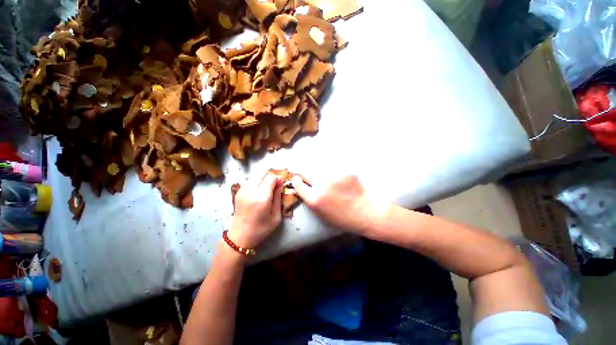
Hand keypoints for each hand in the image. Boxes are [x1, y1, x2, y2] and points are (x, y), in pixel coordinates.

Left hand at [228, 172, 283, 248]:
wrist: (239, 237)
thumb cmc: (261, 230)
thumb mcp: (276, 217)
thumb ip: (278, 198)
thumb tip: (280, 185)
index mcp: (261, 198)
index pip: (271, 178)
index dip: (278, 179)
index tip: (282, 185)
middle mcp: (250, 190)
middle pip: (262, 172)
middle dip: (271, 176)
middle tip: (276, 185)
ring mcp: (242, 190)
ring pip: (256, 174)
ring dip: (264, 178)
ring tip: (269, 188)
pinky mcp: (239, 191)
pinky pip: (251, 180)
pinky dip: (258, 181)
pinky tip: (261, 191)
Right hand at [291, 174, 384, 234]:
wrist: (367, 212)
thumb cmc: (343, 217)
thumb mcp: (322, 214)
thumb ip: (310, 199)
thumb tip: (302, 186)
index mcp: (314, 199)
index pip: (297, 183)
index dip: (296, 180)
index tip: (297, 179)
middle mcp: (321, 185)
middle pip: (305, 170)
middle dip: (304, 172)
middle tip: (308, 175)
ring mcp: (334, 176)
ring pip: (319, 167)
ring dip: (320, 172)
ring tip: (329, 179)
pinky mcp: (344, 170)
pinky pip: (333, 167)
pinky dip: (333, 172)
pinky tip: (340, 179)